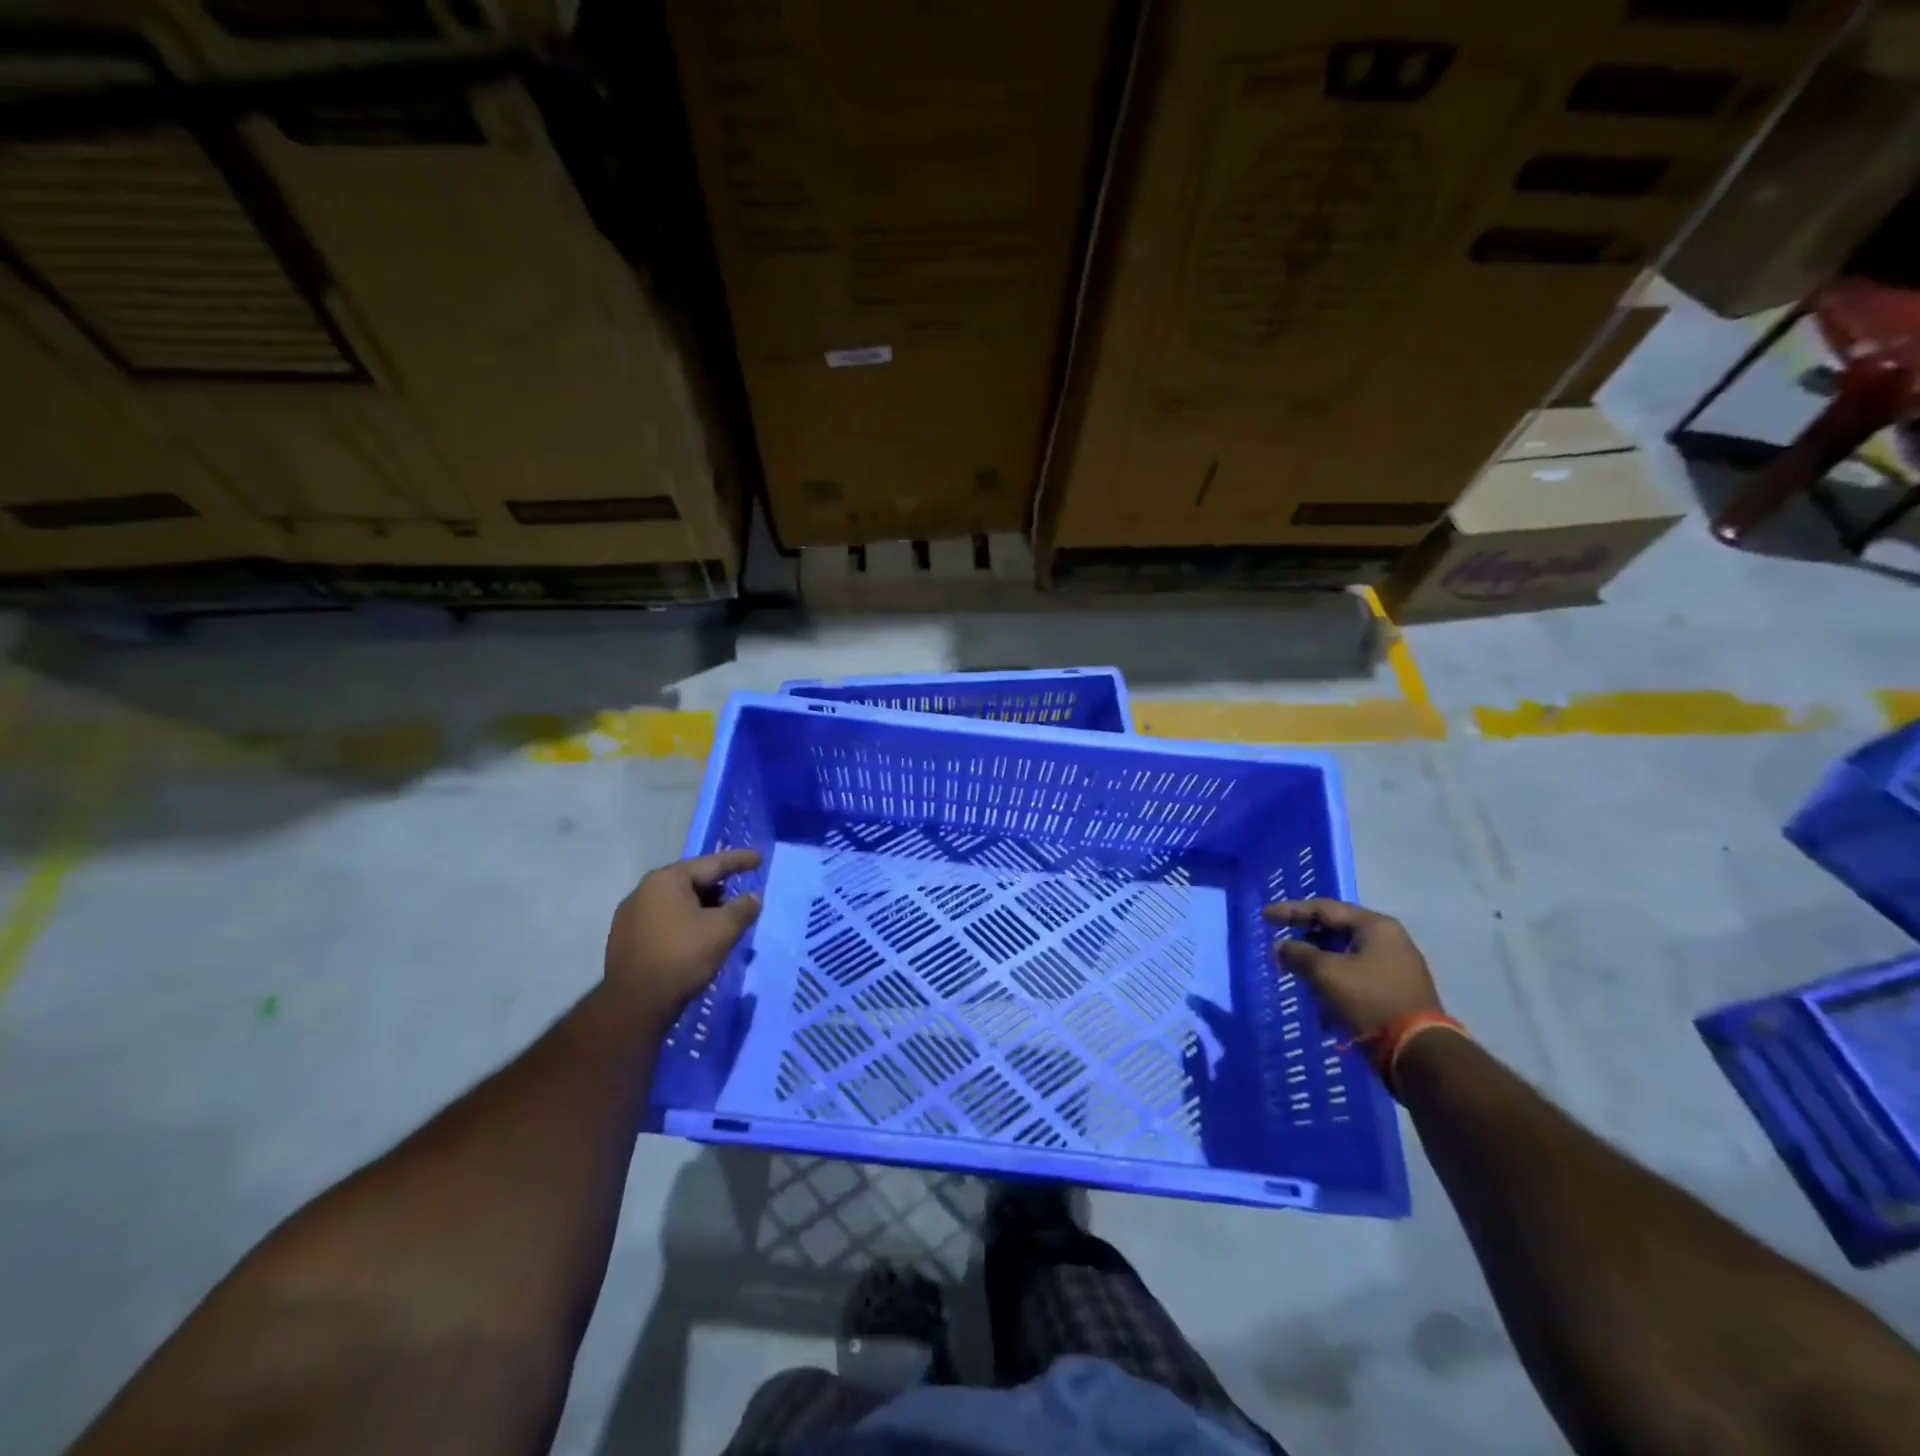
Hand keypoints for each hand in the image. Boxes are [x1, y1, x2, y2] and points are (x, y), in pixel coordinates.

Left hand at [604, 849, 761, 1024]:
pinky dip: (684, 922)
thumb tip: (753, 897)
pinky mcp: (625, 939)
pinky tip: (695, 938)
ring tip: (721, 920)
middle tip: (740, 894)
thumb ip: (742, 908)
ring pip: (676, 902)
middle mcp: (644, 890)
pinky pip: (663, 920)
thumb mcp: (722, 930)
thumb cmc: (682, 957)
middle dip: (718, 887)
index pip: (711, 863)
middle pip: (691, 881)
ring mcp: (630, 915)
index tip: (759, 858)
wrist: (635, 1004)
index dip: (738, 860)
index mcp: (666, 880)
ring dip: (701, 907)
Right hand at [1262, 897, 1441, 1037]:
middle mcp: (1389, 940)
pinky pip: (1357, 976)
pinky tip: (1321, 999)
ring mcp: (1397, 967)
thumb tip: (1279, 947)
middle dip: (1306, 938)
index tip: (1265, 916)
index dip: (1291, 910)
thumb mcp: (1326, 974)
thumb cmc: (1369, 1001)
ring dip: (1319, 962)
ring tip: (1296, 973)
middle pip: (1337, 930)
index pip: (1324, 908)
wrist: (1419, 1054)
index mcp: (1375, 926)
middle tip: (1281, 943)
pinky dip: (1335, 981)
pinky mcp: (1397, 992)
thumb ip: (1298, 954)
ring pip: (1346, 955)